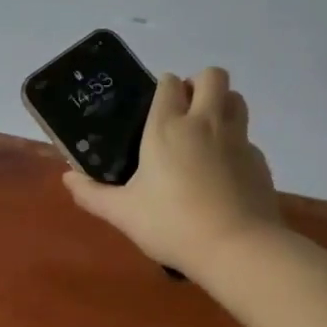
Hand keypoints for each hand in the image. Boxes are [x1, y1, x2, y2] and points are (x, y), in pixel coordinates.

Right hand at [63, 68, 279, 274]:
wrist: (237, 249)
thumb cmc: (172, 224)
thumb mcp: (123, 213)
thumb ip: (92, 194)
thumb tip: (67, 179)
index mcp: (167, 127)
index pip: (169, 84)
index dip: (163, 87)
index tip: (154, 104)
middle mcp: (205, 123)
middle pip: (212, 77)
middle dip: (199, 84)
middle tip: (184, 111)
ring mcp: (238, 140)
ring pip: (236, 99)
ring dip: (222, 104)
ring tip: (205, 132)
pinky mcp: (259, 162)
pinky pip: (247, 138)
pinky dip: (235, 144)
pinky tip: (222, 171)